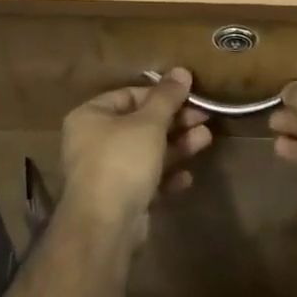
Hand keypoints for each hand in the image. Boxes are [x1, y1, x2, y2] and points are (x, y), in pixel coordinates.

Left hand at [60, 69, 211, 245]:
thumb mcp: (149, 123)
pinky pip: (146, 180)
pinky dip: (166, 176)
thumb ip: (167, 97)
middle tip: (205, 118)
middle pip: (140, 124)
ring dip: (176, 146)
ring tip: (206, 139)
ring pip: (146, 153)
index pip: (129, 95)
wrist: (105, 226)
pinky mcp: (119, 199)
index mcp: (90, 116)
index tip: (190, 95)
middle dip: (175, 122)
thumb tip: (182, 70)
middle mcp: (93, 142)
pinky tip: (187, 177)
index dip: (161, 95)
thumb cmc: (122, 161)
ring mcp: (105, 173)